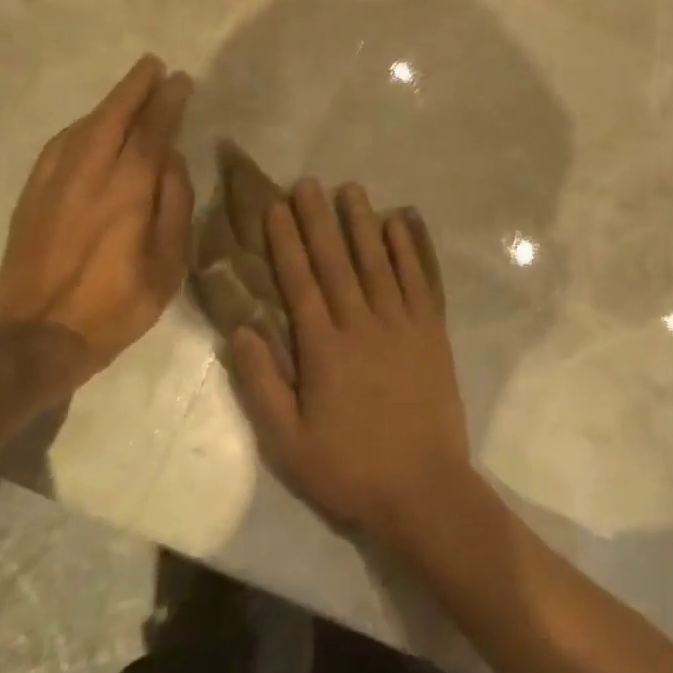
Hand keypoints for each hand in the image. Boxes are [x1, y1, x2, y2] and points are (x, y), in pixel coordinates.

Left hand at [0, 55, 194, 386]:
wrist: (39, 337)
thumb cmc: (117, 304)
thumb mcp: (168, 263)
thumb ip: (174, 205)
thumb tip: (171, 160)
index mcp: (127, 191)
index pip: (152, 131)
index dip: (168, 102)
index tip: (180, 80)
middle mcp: (88, 174)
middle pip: (113, 116)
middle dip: (135, 87)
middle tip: (153, 66)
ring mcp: (54, 182)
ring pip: (83, 126)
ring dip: (109, 103)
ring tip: (129, 91)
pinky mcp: (32, 195)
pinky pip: (60, 145)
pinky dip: (81, 126)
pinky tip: (90, 126)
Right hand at [225, 179, 473, 542]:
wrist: (424, 490)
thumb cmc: (350, 469)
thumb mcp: (288, 442)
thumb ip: (262, 385)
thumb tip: (240, 330)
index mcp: (323, 349)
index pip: (299, 283)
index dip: (286, 242)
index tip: (276, 207)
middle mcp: (361, 324)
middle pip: (336, 262)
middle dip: (319, 219)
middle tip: (308, 182)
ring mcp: (401, 325)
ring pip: (377, 262)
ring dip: (362, 223)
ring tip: (351, 189)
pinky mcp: (432, 332)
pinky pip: (418, 280)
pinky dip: (408, 250)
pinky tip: (401, 223)